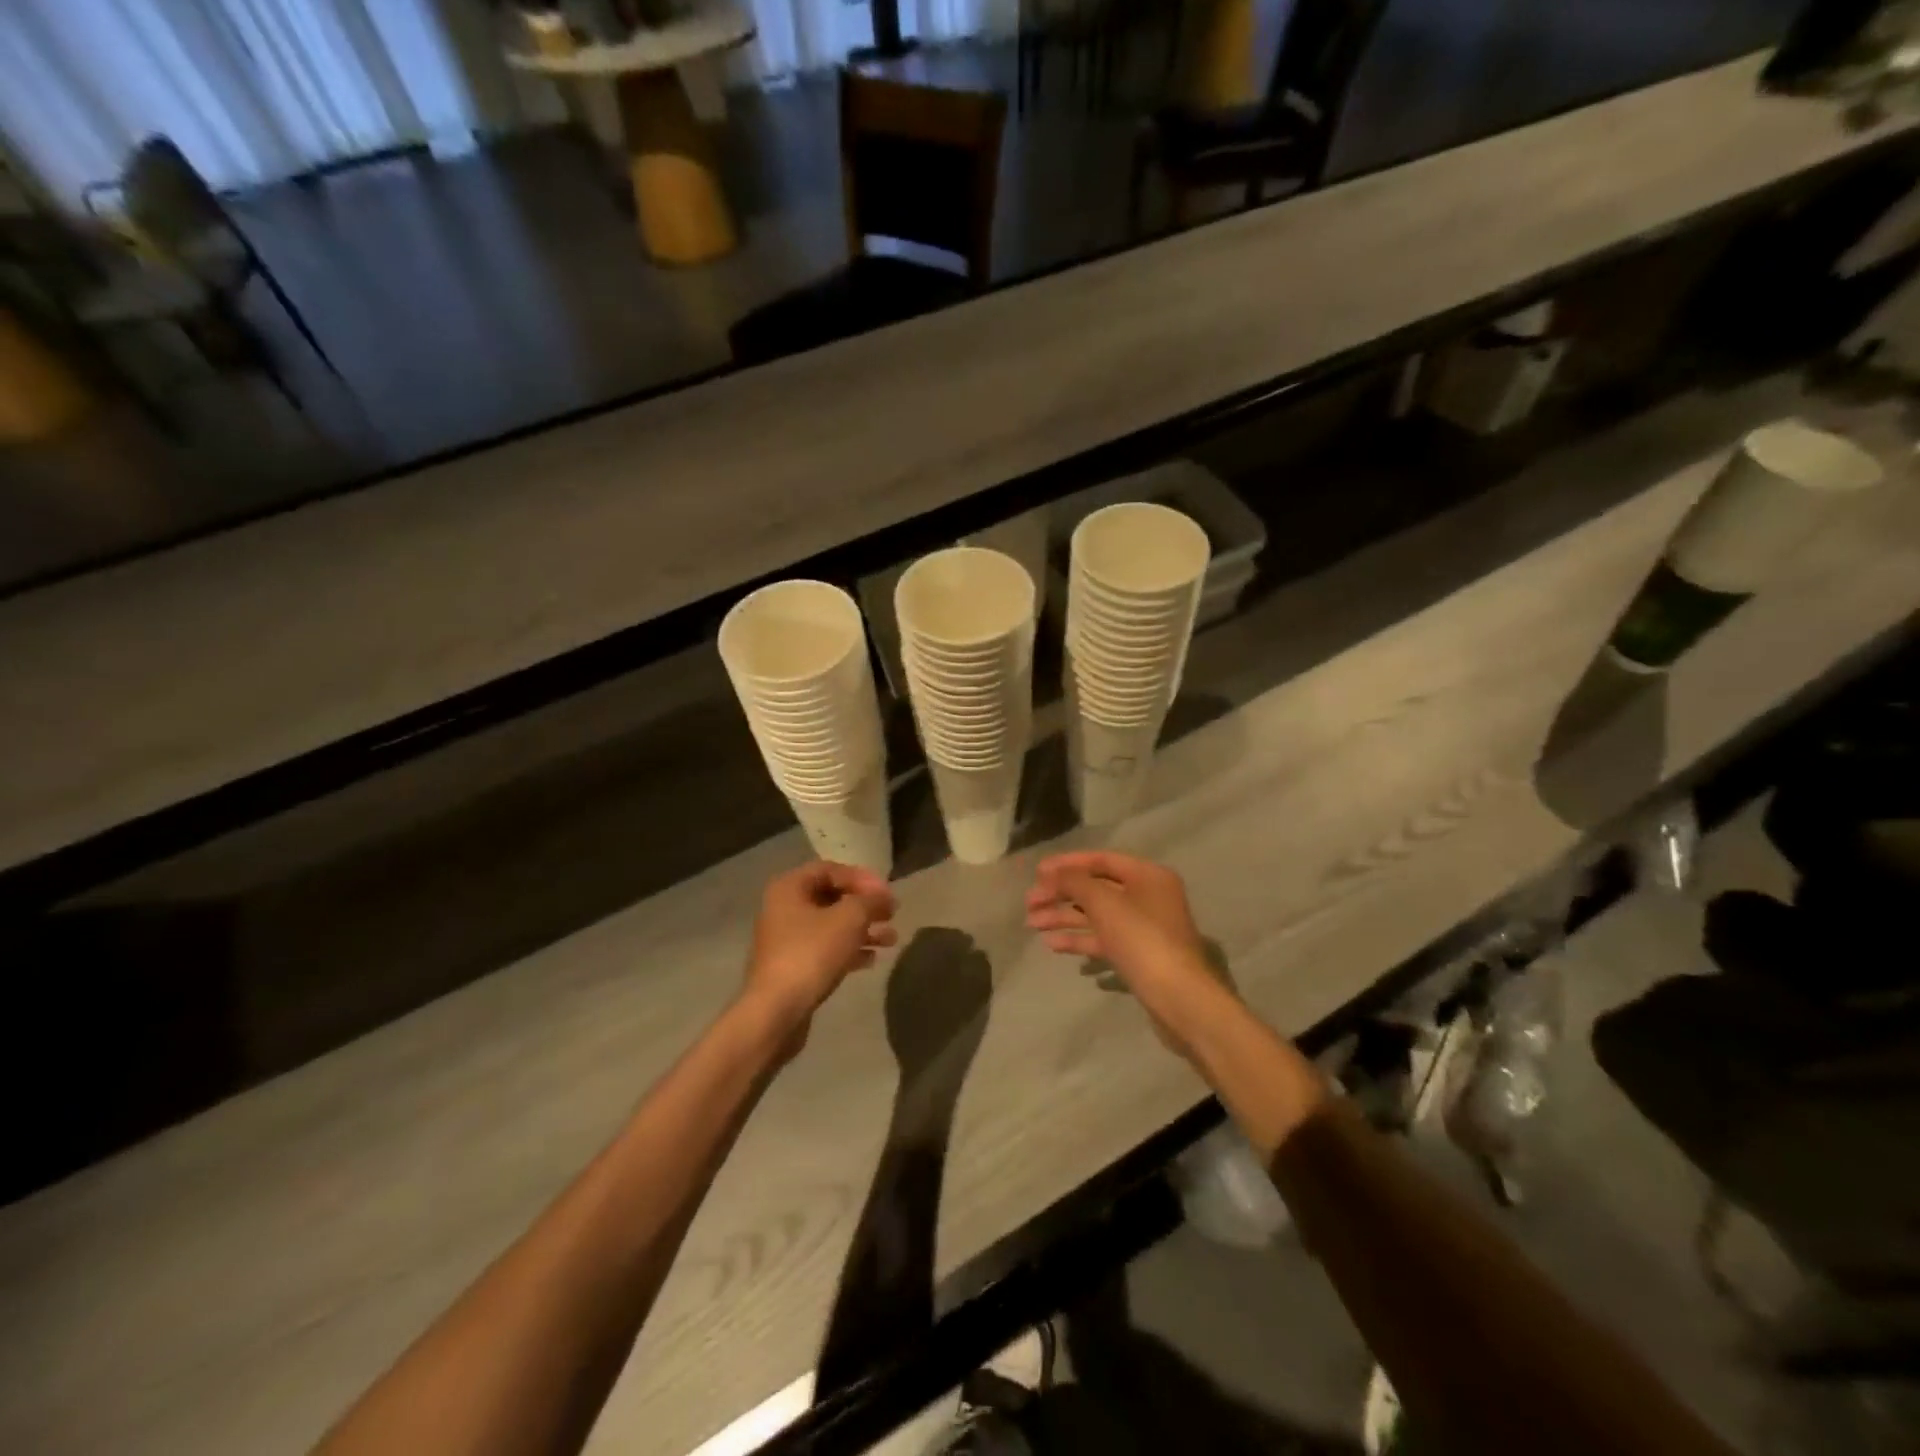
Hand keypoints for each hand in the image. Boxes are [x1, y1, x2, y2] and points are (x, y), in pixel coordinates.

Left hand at [742, 862, 897, 1039]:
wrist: (776, 1012)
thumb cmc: (811, 954)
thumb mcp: (849, 919)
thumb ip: (870, 901)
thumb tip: (884, 896)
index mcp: (790, 888)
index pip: (831, 869)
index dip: (862, 878)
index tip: (886, 893)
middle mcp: (784, 909)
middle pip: (832, 898)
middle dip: (865, 906)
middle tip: (892, 914)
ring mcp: (787, 940)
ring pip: (832, 926)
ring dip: (863, 929)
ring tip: (892, 939)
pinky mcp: (793, 967)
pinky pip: (826, 949)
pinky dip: (849, 950)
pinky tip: (872, 959)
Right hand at [1026, 851, 1223, 1057]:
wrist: (1179, 998)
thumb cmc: (1141, 940)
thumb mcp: (1103, 903)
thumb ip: (1075, 882)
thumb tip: (1054, 873)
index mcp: (1147, 875)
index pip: (1101, 860)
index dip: (1067, 864)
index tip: (1037, 872)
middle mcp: (1148, 896)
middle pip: (1096, 888)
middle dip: (1061, 894)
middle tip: (1029, 902)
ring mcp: (1144, 928)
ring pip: (1096, 915)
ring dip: (1064, 917)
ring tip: (1032, 924)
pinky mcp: (1139, 955)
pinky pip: (1103, 939)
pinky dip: (1079, 939)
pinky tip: (1052, 944)